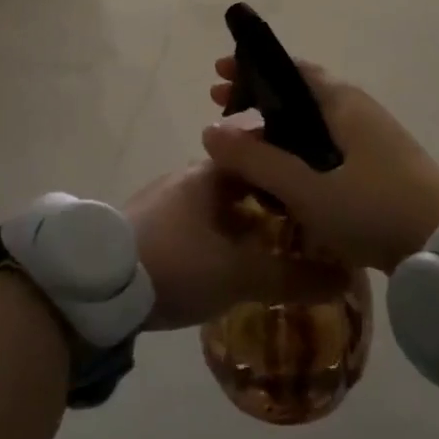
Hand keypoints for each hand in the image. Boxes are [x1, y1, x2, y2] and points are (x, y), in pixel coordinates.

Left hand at [124, 163, 347, 330]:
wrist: (94, 283)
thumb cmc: (175, 263)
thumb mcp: (239, 275)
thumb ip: (292, 278)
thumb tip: (345, 279)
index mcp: (213, 172)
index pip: (264, 156)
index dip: (292, 173)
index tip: (318, 195)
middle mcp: (189, 175)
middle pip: (243, 180)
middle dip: (270, 203)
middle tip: (300, 230)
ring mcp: (164, 198)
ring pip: (217, 203)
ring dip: (242, 221)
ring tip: (268, 250)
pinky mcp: (146, 222)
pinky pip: (195, 221)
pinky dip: (216, 235)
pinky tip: (223, 263)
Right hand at [200, 57, 438, 272]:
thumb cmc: (374, 204)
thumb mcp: (306, 186)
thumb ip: (257, 160)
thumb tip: (209, 130)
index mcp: (341, 101)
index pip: (290, 69)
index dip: (252, 69)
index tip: (218, 76)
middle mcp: (357, 110)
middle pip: (298, 95)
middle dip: (258, 99)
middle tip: (220, 106)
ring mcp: (371, 139)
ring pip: (312, 125)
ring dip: (276, 129)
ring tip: (243, 146)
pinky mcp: (378, 169)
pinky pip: (326, 149)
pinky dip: (297, 151)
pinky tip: (281, 177)